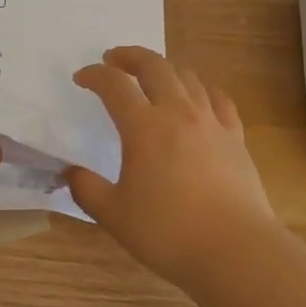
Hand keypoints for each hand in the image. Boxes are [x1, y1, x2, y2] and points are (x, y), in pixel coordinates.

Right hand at [66, 47, 279, 290]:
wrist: (234, 249)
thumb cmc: (168, 232)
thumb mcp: (114, 215)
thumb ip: (87, 189)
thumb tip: (70, 173)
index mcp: (144, 127)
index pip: (114, 86)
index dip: (94, 76)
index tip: (81, 78)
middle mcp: (178, 112)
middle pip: (154, 66)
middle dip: (130, 56)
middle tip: (114, 60)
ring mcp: (211, 121)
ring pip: (187, 76)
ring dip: (165, 68)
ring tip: (153, 76)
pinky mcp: (235, 137)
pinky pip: (218, 99)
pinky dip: (202, 89)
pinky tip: (199, 97)